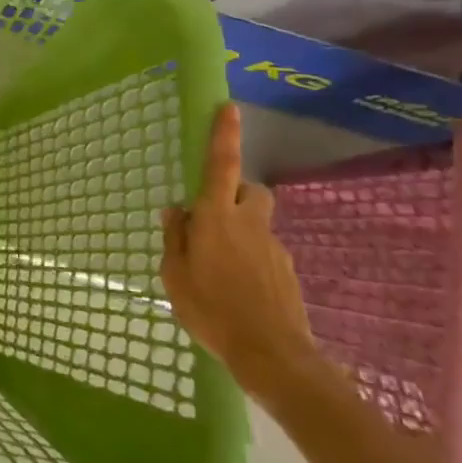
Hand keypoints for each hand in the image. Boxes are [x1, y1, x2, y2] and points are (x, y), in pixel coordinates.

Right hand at [160, 103, 322, 399]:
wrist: (272, 355)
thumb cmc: (211, 310)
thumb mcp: (174, 274)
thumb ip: (175, 237)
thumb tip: (176, 209)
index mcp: (216, 217)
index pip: (221, 165)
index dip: (224, 135)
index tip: (228, 107)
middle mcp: (249, 223)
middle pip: (250, 191)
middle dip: (235, 194)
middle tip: (214, 219)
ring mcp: (273, 248)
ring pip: (257, 224)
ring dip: (241, 232)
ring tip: (221, 268)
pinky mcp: (287, 272)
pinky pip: (264, 252)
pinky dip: (251, 261)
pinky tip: (238, 291)